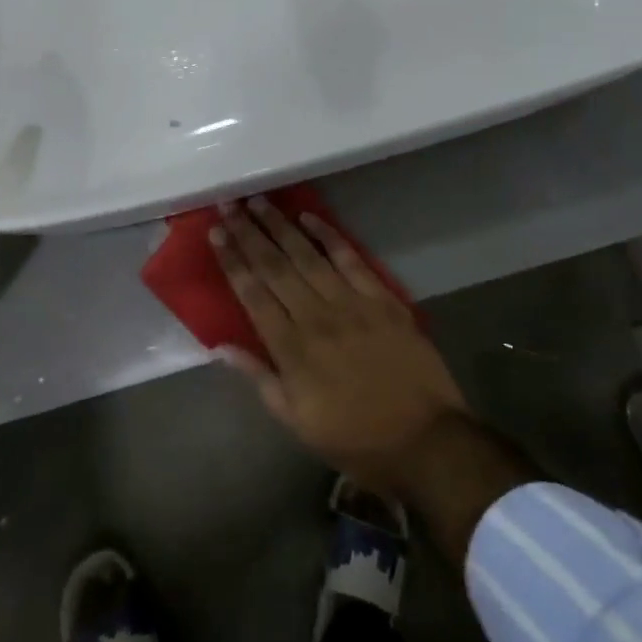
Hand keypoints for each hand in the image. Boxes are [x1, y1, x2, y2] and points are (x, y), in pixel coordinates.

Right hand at [211, 196, 468, 494]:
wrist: (425, 440)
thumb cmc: (355, 438)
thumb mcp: (298, 422)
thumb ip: (260, 379)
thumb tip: (221, 347)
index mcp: (292, 350)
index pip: (253, 294)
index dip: (233, 261)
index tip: (216, 234)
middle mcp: (315, 317)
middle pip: (275, 267)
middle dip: (249, 233)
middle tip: (229, 205)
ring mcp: (350, 303)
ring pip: (307, 255)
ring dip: (280, 226)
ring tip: (259, 201)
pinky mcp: (381, 298)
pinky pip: (350, 258)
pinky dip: (328, 235)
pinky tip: (308, 217)